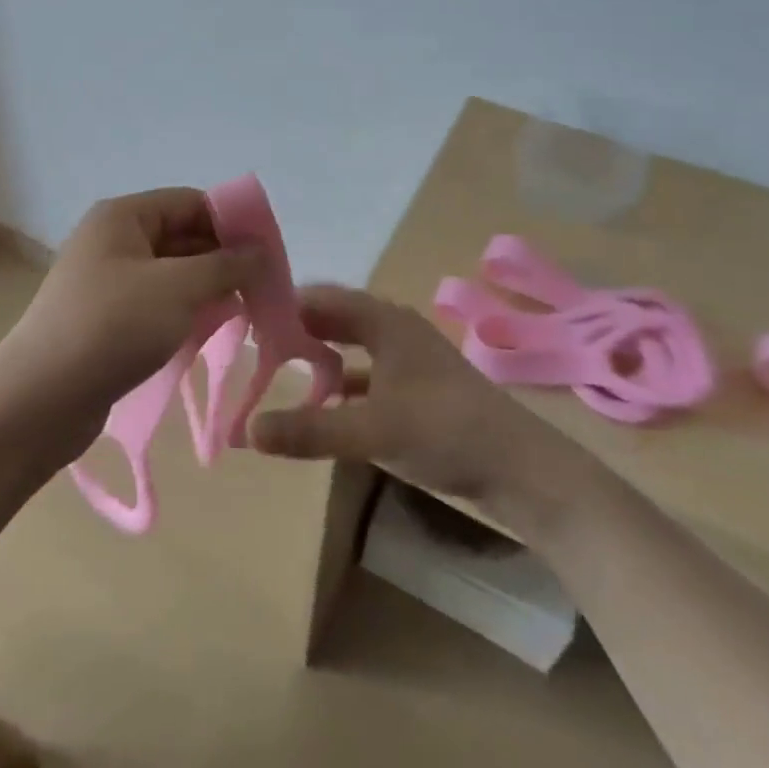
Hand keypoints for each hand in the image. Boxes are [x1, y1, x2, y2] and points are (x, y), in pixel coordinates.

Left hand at [0, 188, 262, 458]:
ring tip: (246, 311)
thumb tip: (261, 251)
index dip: (232, 222)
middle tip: (264, 288)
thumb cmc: (112, 327)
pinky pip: (157, 302)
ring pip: (172, 272)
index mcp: (123, 216)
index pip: (191, 202)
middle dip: (223, 258)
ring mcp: (108, 281)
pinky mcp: (107, 318)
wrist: (40, 400)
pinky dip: (186, 311)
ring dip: (208, 288)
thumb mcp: (178, 289)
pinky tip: (212, 331)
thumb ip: (226, 265)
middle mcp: (114, 240)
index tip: (269, 255)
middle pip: (182, 236)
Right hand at [248, 286, 602, 540]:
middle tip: (254, 346)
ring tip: (279, 372)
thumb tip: (246, 430)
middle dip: (298, 331)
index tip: (245, 319)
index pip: (321, 298)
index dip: (284, 304)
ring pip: (351, 349)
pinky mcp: (417, 391)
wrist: (523, 470)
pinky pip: (367, 377)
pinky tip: (322, 407)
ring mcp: (408, 361)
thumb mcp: (372, 430)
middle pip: (335, 320)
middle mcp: (394, 331)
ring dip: (319, 358)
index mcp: (384, 321)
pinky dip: (342, 387)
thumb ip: (309, 430)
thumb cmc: (446, 430)